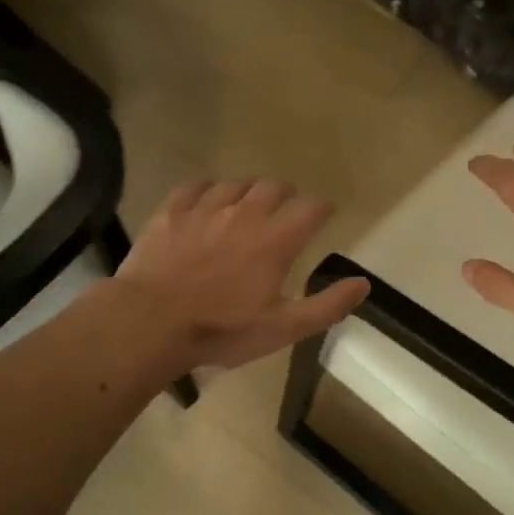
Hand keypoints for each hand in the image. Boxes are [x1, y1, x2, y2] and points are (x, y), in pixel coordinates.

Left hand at [115, 179, 368, 369]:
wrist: (150, 322)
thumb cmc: (222, 330)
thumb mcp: (283, 328)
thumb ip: (327, 305)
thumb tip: (364, 284)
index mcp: (276, 240)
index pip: (311, 207)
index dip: (323, 208)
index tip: (325, 214)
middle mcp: (245, 213)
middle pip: (274, 186)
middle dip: (287, 194)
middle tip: (287, 209)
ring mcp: (205, 209)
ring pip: (236, 184)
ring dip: (248, 191)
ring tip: (248, 205)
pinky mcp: (172, 212)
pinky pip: (194, 186)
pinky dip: (207, 188)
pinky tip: (206, 198)